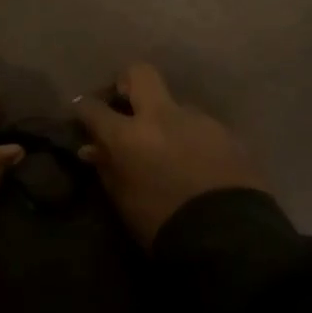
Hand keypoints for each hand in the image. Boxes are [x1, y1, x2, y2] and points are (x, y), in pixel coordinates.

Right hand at [75, 63, 266, 246]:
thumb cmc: (164, 225)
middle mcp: (163, 116)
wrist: (229, 239)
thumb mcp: (125, 201)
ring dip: (166, 120)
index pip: (95, 108)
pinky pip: (201, 127)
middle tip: (125, 103)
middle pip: (140, 73)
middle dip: (127, 82)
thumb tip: (94, 149)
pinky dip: (192, 138)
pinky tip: (197, 163)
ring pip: (175, 105)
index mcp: (130, 135)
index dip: (84, 107)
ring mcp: (198, 120)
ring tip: (169, 148)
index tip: (82, 111)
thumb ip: (108, 168)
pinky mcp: (227, 133)